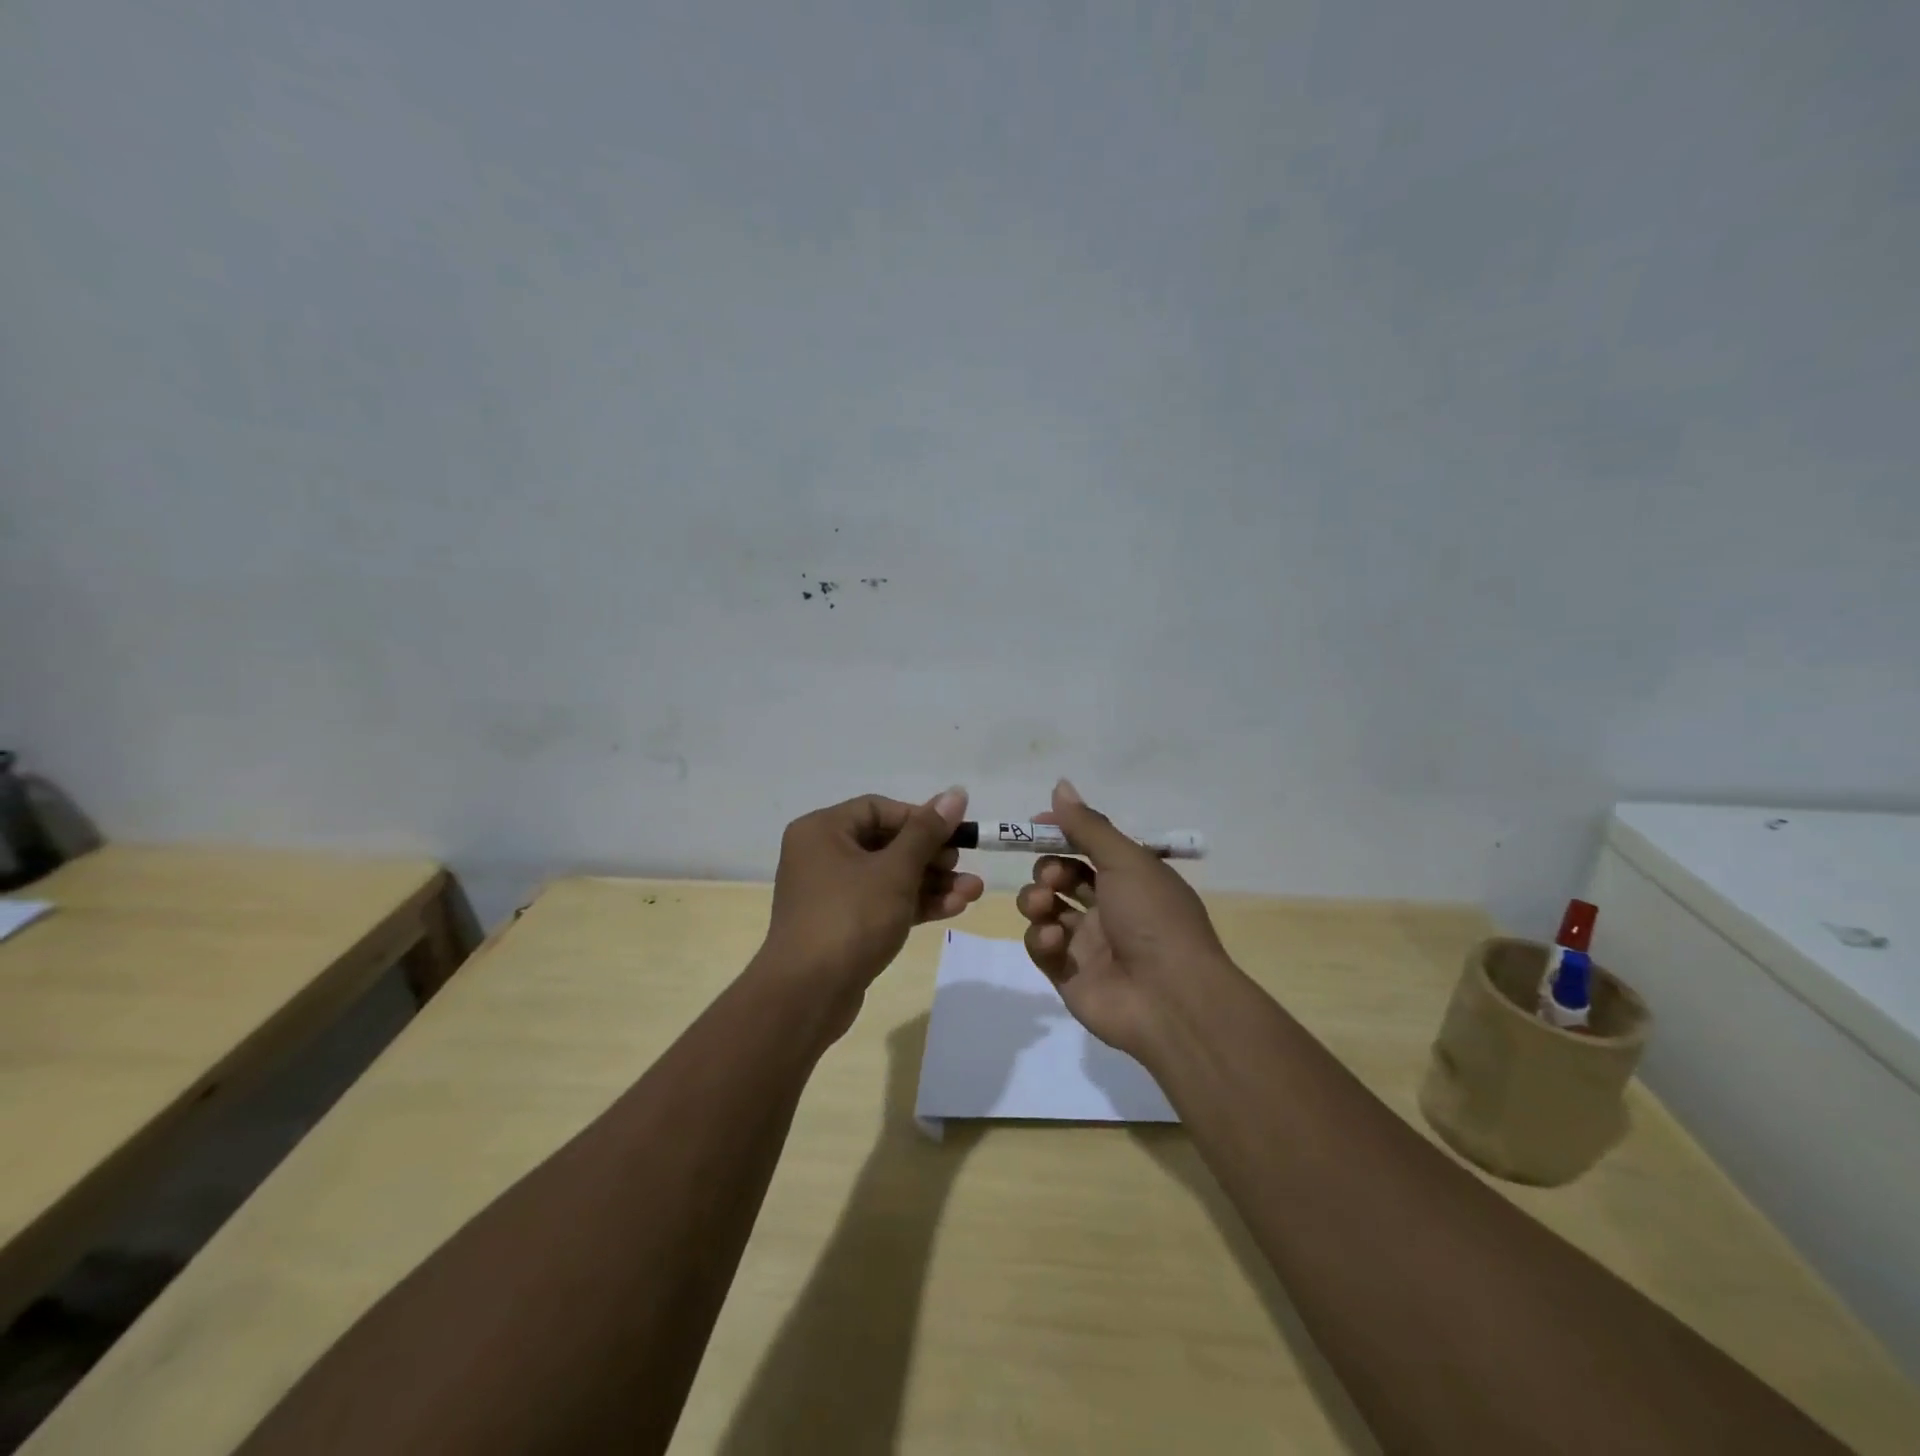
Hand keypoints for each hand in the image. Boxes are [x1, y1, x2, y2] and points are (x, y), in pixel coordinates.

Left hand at [762, 789, 983, 1021]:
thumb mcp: (895, 870)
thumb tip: (956, 793)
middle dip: (932, 856)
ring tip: (973, 892)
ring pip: (889, 877)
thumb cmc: (850, 918)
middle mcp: (822, 855)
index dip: (920, 819)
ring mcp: (832, 893)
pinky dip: (915, 904)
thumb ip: (927, 832)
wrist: (808, 995)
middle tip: (963, 866)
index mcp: (822, 830)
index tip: (954, 834)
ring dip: (931, 883)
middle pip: (887, 843)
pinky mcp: (844, 925)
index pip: (879, 809)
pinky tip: (953, 909)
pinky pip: (883, 903)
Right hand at [1016, 779, 1231, 1061]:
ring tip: (1043, 904)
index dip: (1062, 834)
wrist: (1170, 999)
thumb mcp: (1126, 860)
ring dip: (1036, 899)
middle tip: (1052, 875)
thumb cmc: (1153, 917)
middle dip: (1048, 868)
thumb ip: (1088, 825)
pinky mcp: (1067, 974)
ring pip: (1045, 909)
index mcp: (1131, 879)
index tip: (1034, 825)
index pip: (1088, 847)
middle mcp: (1109, 908)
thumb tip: (1060, 786)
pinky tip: (1054, 939)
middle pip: (1062, 877)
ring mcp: (1087, 943)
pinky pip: (1042, 946)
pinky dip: (1042, 937)